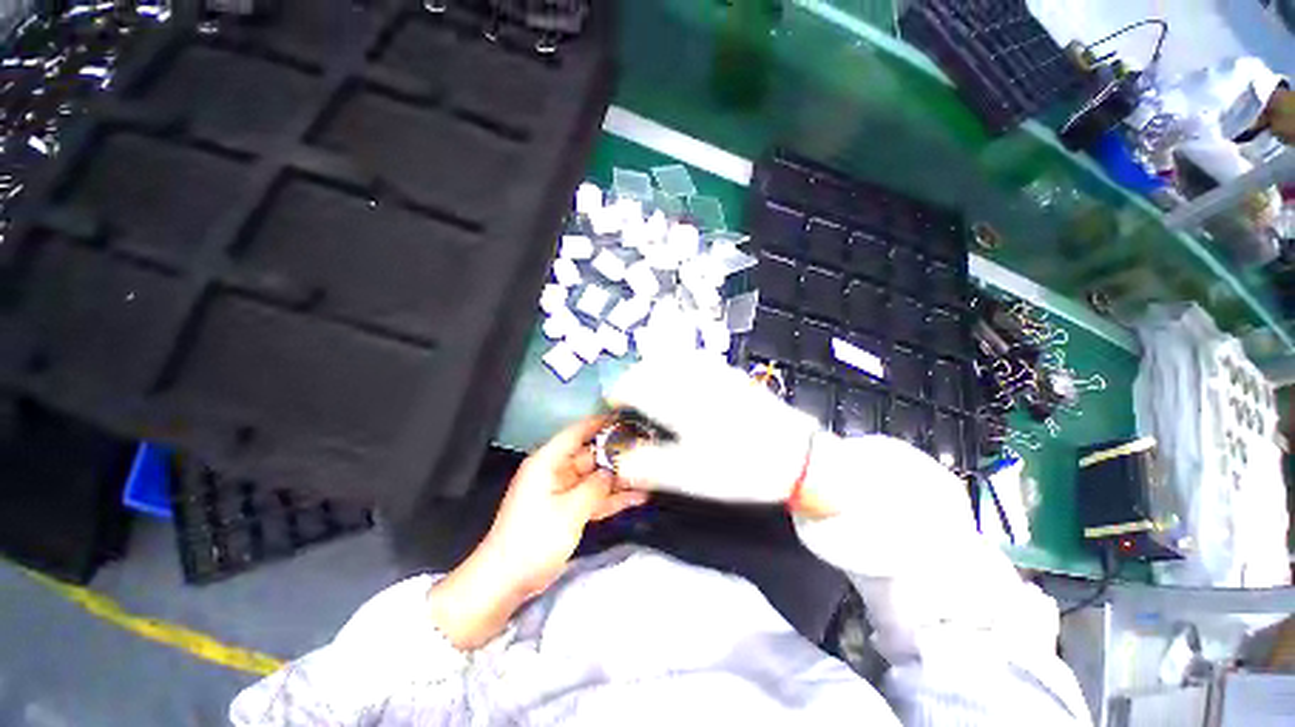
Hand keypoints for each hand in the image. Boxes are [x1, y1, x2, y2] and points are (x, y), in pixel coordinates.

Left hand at [428, 417, 647, 648]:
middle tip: (647, 449)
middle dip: (617, 453)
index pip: (577, 433)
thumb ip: (596, 487)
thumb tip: (612, 474)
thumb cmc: (535, 538)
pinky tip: (638, 497)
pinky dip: (613, 498)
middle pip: (591, 455)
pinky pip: (594, 497)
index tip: (625, 417)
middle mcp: (557, 472)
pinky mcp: (568, 510)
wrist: (507, 580)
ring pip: (596, 478)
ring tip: (649, 472)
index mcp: (549, 462)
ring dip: (619, 478)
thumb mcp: (569, 510)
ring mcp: (563, 492)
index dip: (600, 423)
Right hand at [605, 353, 821, 505]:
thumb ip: (644, 465)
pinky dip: (673, 371)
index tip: (609, 414)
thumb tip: (615, 458)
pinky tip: (679, 388)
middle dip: (628, 384)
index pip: (628, 384)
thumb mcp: (687, 475)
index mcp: (673, 396)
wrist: (798, 455)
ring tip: (648, 399)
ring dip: (650, 375)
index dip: (611, 398)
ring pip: (666, 360)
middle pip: (644, 367)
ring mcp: (710, 369)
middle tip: (626, 409)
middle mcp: (688, 374)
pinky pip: (688, 361)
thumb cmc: (739, 465)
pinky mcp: (726, 372)